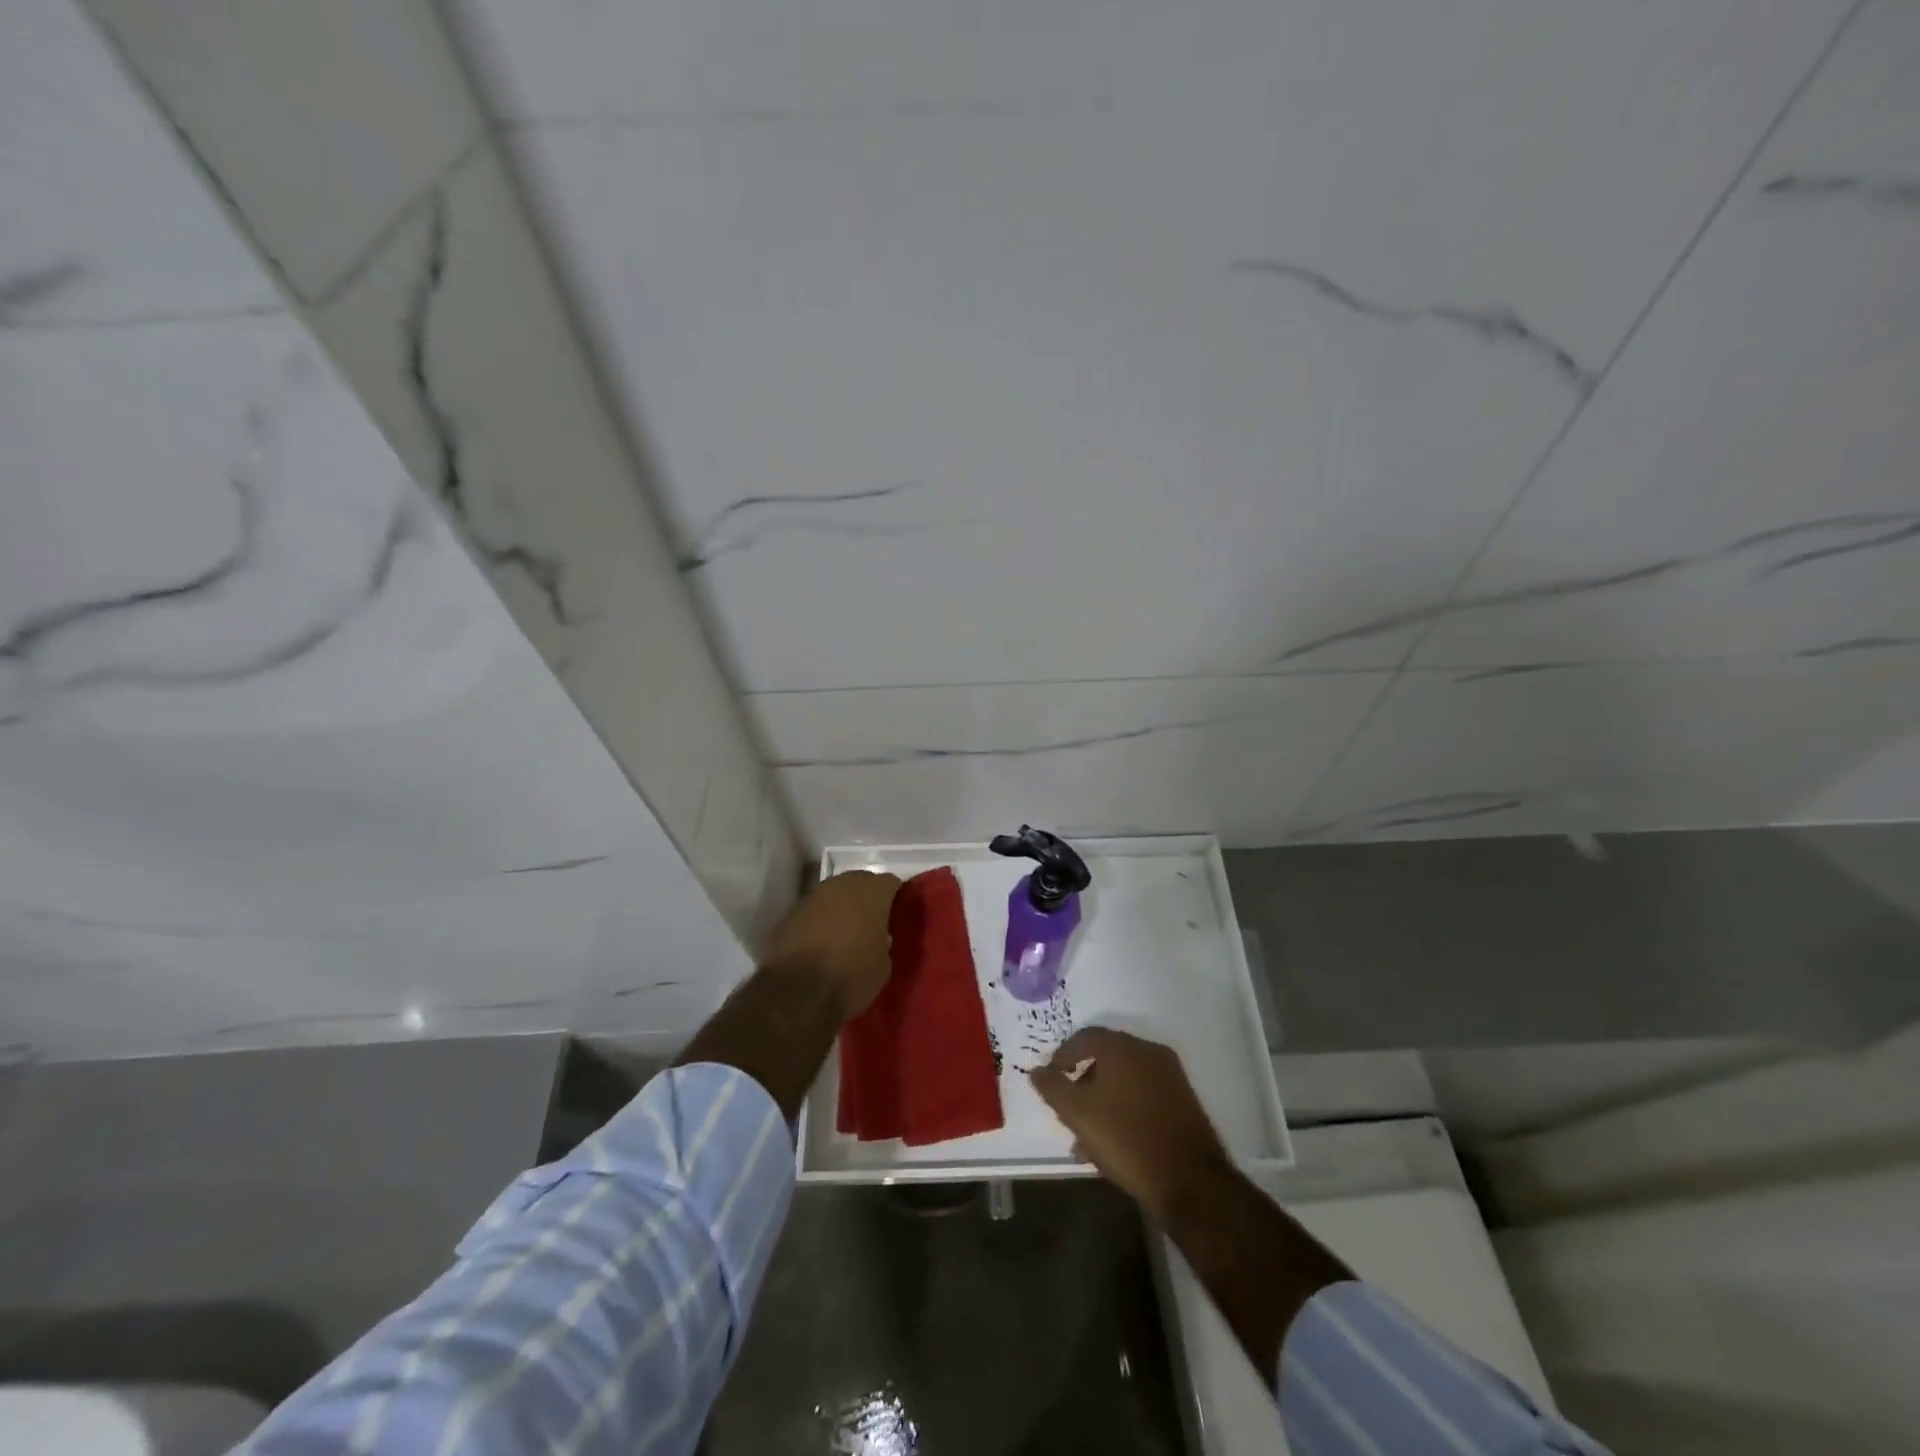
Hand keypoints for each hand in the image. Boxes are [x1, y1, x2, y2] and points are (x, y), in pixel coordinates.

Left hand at [762, 870, 902, 1020]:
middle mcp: (842, 885)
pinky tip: (821, 944)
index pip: (892, 883)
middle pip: (861, 883)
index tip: (898, 916)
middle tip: (874, 923)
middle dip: (868, 899)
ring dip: (841, 909)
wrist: (797, 993)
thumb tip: (878, 938)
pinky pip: (813, 912)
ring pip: (834, 895)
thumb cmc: (851, 976)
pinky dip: (819, 922)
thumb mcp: (884, 965)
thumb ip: (884, 941)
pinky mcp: (790, 914)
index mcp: (872, 892)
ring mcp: (813, 897)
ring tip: (846, 934)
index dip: (897, 898)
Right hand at [1030, 1027, 1229, 1221]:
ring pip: (1125, 1081)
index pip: (1084, 1038)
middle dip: (1083, 1082)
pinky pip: (1144, 1097)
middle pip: (1106, 1058)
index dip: (1062, 1057)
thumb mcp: (1077, 1114)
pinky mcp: (1184, 1102)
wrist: (1189, 1180)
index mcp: (1122, 1047)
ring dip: (1103, 1101)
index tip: (1051, 1080)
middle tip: (1069, 1109)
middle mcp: (1148, 1052)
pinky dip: (1125, 1111)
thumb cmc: (1125, 1138)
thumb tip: (1037, 1070)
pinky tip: (1115, 1144)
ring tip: (1087, 1138)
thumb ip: (1053, 1087)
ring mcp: (1170, 1076)